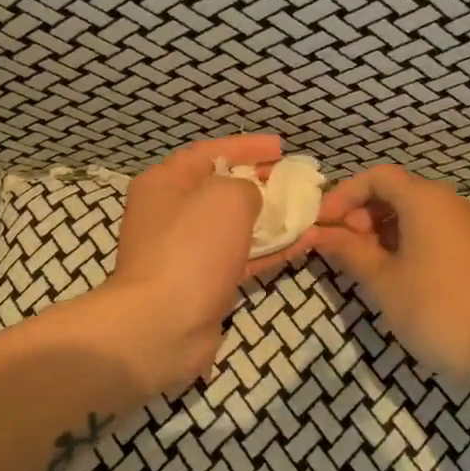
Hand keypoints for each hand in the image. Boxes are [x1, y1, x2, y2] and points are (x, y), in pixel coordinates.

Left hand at [91, 134, 309, 393]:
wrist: (163, 324)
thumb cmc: (192, 248)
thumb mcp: (226, 197)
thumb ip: (246, 186)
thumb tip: (250, 199)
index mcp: (165, 183)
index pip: (210, 152)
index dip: (247, 146)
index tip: (281, 148)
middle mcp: (170, 213)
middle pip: (221, 188)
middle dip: (260, 182)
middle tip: (295, 180)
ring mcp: (186, 251)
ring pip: (234, 226)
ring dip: (270, 217)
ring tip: (306, 210)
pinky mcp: (203, 283)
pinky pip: (241, 257)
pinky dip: (269, 249)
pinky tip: (303, 242)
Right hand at [312, 165, 469, 383]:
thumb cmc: (436, 309)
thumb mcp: (383, 280)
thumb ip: (348, 250)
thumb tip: (317, 233)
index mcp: (426, 199)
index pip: (377, 177)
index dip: (344, 195)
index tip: (322, 223)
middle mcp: (449, 202)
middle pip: (396, 191)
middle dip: (361, 213)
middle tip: (340, 247)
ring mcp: (467, 225)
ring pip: (414, 212)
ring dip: (381, 229)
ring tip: (363, 264)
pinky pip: (433, 229)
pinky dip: (406, 240)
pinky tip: (394, 272)